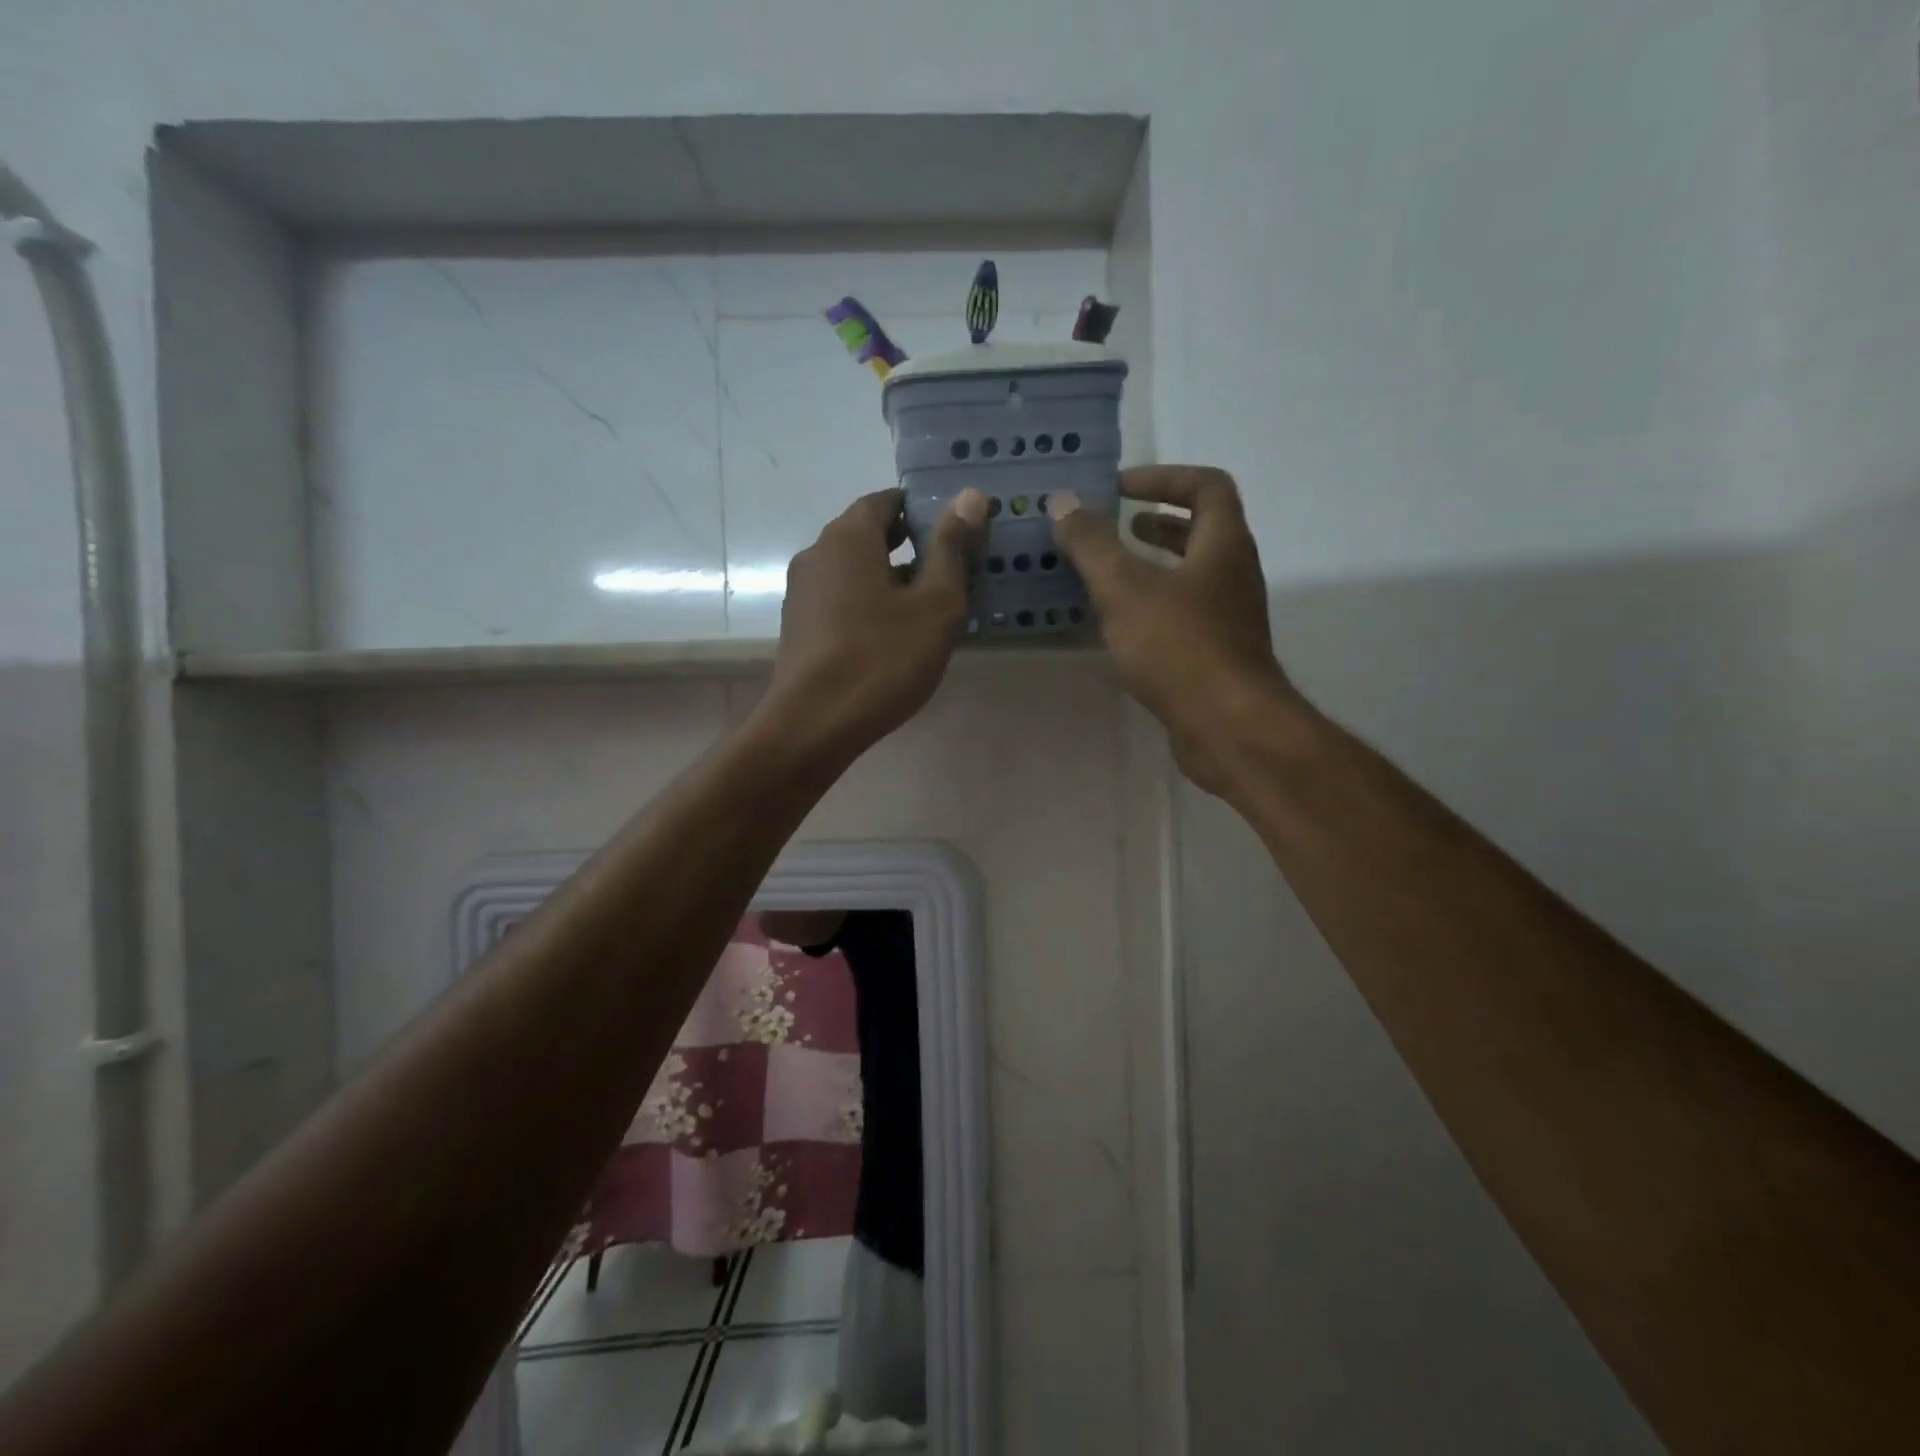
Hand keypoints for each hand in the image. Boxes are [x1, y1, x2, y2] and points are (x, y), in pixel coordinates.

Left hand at [766, 487, 986, 760]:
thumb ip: (952, 548)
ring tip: (926, 605)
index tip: (954, 532)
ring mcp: (802, 592)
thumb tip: (970, 495)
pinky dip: (867, 602)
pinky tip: (891, 634)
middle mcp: (817, 554)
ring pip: (853, 569)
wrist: (813, 724)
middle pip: (867, 534)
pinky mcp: (799, 627)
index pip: (886, 501)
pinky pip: (840, 598)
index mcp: (848, 537)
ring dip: (888, 577)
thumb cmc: (882, 659)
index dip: (921, 510)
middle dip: (908, 545)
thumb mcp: (934, 604)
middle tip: (949, 570)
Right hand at [1049, 467, 1298, 790]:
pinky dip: (1154, 604)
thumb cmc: (1179, 647)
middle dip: (1158, 521)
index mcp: (1223, 544)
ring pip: (1193, 574)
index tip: (1121, 488)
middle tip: (1117, 526)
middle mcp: (1235, 573)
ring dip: (1155, 564)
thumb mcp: (1125, 589)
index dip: (1163, 477)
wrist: (1228, 727)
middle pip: (1203, 530)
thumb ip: (1093, 545)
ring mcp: (1230, 617)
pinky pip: (1185, 612)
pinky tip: (1121, 624)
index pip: (1206, 486)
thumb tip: (1064, 502)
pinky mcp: (1218, 654)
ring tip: (1111, 571)